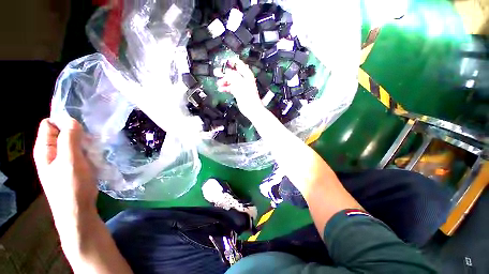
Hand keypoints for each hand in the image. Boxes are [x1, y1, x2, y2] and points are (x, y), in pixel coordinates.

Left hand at [34, 118, 97, 226]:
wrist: (78, 210)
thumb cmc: (72, 186)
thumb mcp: (70, 160)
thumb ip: (69, 138)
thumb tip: (71, 119)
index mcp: (45, 149)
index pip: (50, 124)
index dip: (64, 122)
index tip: (81, 128)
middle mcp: (51, 152)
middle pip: (62, 131)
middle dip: (77, 132)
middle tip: (90, 140)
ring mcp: (62, 160)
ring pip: (72, 142)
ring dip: (84, 142)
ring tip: (94, 148)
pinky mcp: (72, 166)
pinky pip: (79, 151)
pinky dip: (87, 150)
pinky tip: (95, 155)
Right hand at [217, 58, 265, 119]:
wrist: (251, 108)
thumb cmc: (247, 95)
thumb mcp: (238, 82)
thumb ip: (231, 75)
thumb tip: (225, 71)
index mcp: (246, 74)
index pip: (238, 64)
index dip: (230, 62)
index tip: (222, 62)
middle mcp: (244, 79)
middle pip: (232, 73)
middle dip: (224, 73)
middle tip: (216, 72)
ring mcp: (241, 86)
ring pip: (231, 81)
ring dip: (224, 81)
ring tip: (218, 83)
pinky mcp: (238, 92)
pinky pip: (231, 88)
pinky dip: (226, 88)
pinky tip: (221, 89)